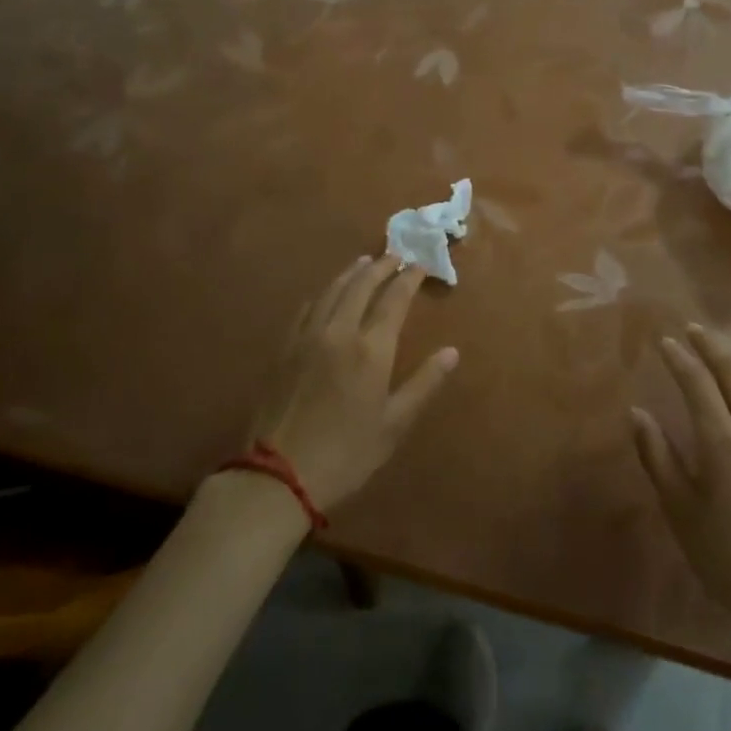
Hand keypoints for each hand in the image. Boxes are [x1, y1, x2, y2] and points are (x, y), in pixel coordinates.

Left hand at [247, 255, 457, 510]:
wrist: (278, 476)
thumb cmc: (346, 453)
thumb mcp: (394, 424)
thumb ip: (424, 383)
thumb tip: (452, 352)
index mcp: (371, 349)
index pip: (394, 299)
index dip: (409, 278)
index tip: (419, 264)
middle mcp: (339, 331)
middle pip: (361, 285)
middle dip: (381, 266)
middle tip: (394, 254)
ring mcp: (307, 337)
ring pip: (332, 290)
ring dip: (351, 272)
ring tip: (364, 262)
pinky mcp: (284, 349)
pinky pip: (307, 308)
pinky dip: (324, 293)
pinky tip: (327, 294)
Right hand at [631, 326, 730, 648]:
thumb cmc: (726, 557)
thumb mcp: (680, 510)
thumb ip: (658, 456)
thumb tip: (637, 412)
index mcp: (722, 442)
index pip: (697, 382)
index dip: (680, 358)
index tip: (664, 341)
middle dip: (711, 345)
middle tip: (693, 329)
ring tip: (721, 345)